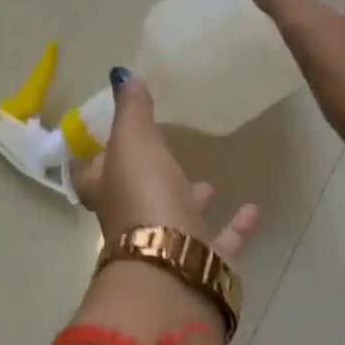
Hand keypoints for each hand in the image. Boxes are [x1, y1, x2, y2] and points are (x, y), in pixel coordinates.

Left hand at [73, 73, 261, 260]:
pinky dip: (237, 226)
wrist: (173, 268)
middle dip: (150, 178)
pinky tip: (253, 209)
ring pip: (178, 220)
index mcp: (109, 192)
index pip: (91, 176)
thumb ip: (132, 110)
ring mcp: (167, 246)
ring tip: (210, 183)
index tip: (108, 142)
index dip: (96, 160)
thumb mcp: (134, 142)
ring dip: (192, 201)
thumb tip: (122, 76)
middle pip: (135, 198)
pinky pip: (220, 242)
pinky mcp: (200, 263)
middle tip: (166, 156)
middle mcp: (133, 221)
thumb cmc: (144, 197)